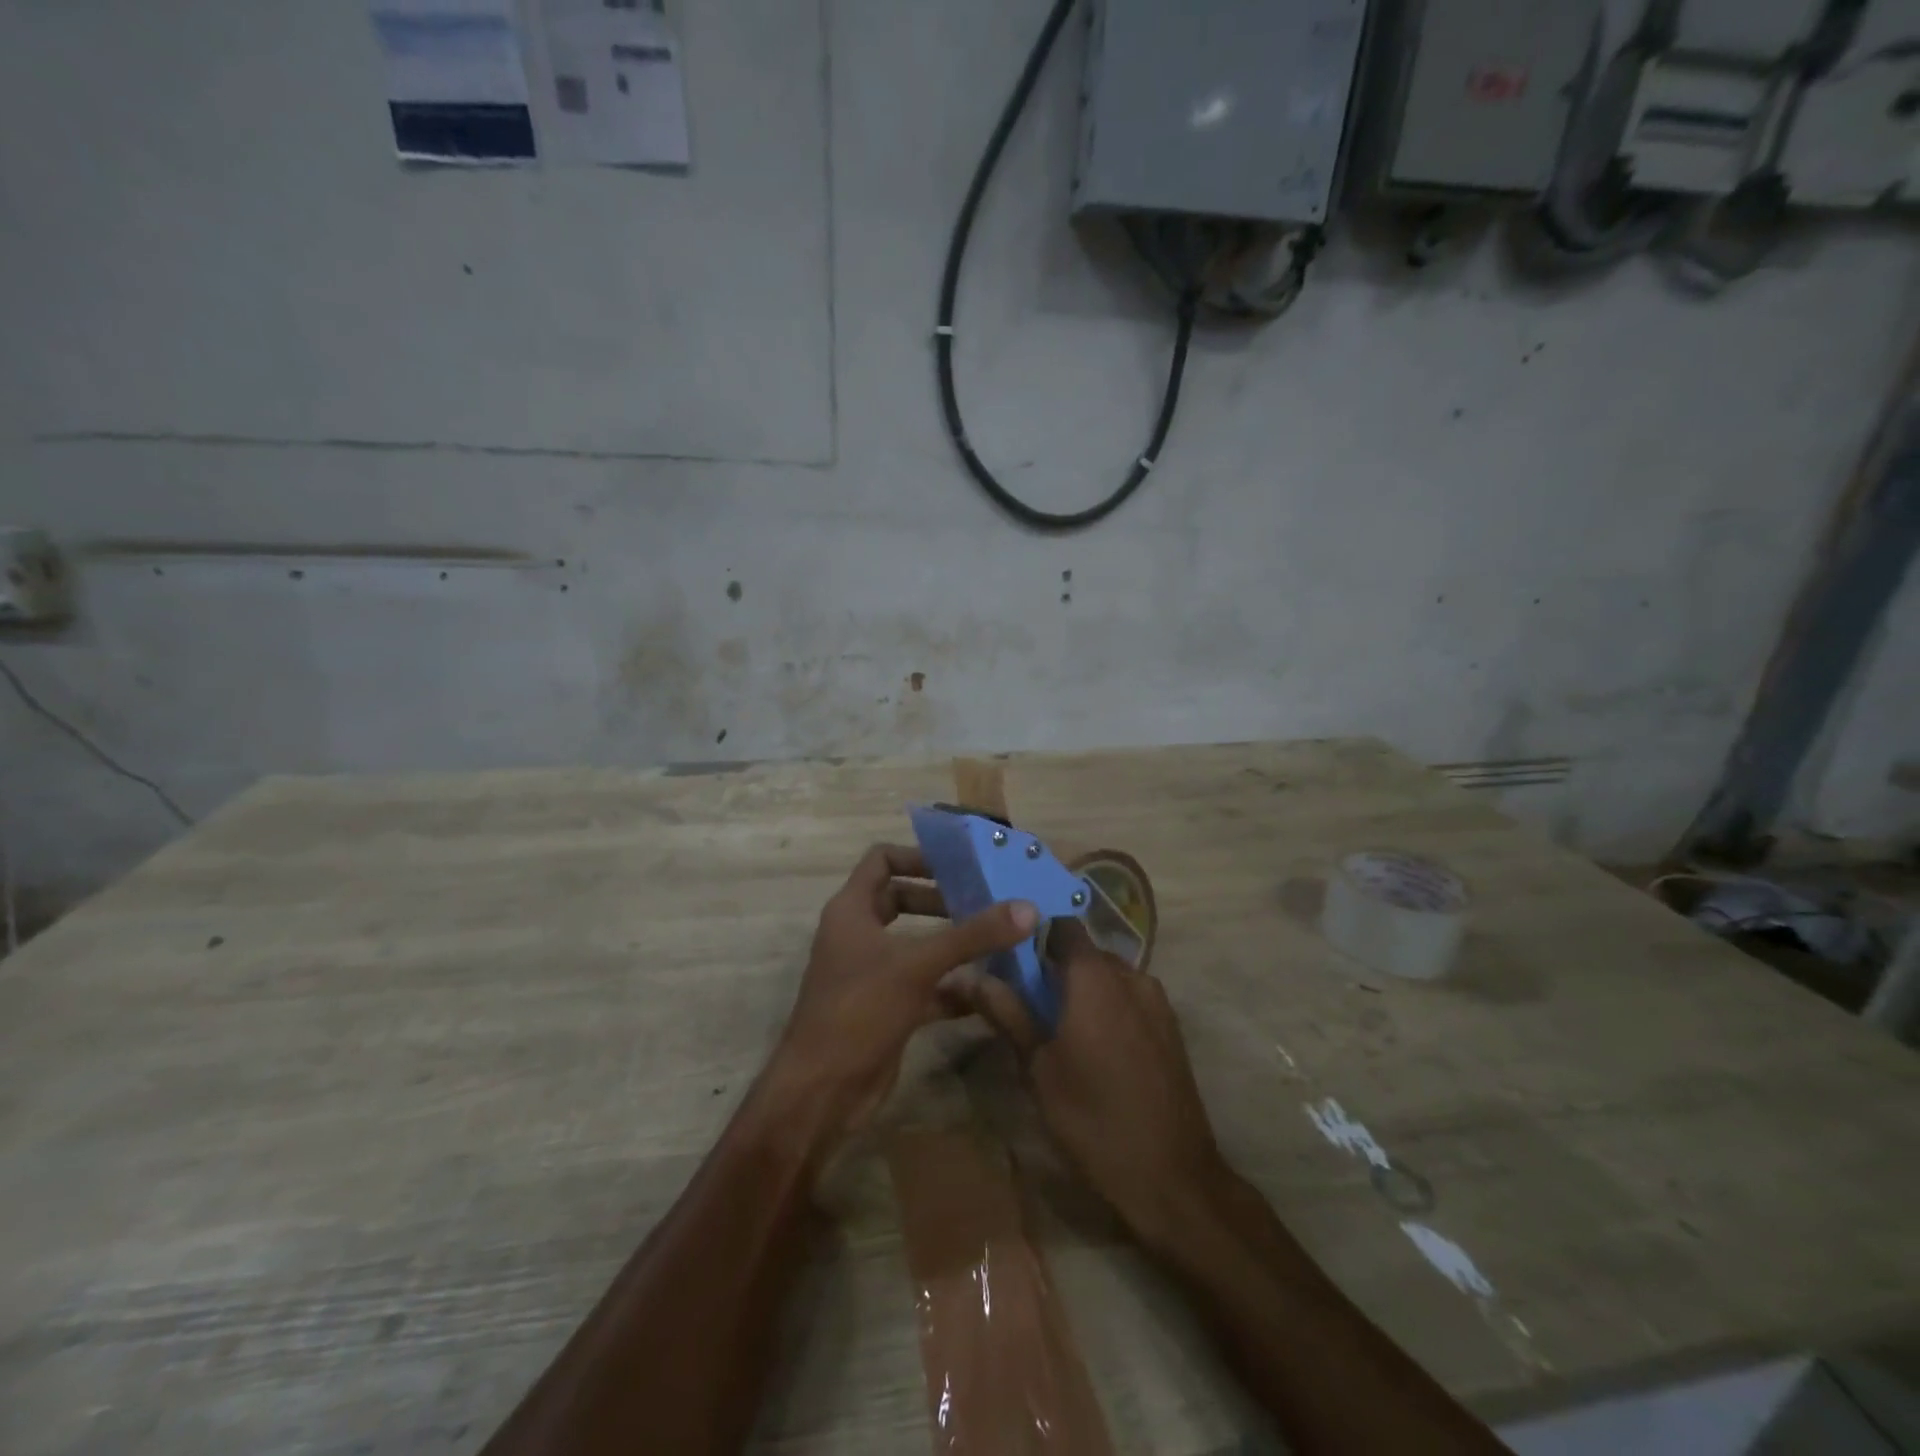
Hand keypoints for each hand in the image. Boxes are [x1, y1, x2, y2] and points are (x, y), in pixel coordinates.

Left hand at [768, 843, 1037, 1142]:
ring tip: (997, 940)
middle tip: (986, 901)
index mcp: (852, 910)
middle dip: (942, 900)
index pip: (882, 860)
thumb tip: (1027, 908)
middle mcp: (859, 935)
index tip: (959, 865)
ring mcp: (871, 973)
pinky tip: (989, 990)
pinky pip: (925, 985)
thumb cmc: (859, 1010)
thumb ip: (972, 936)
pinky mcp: (886, 1008)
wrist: (822, 1092)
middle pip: (902, 899)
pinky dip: (953, 985)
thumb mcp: (918, 965)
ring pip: (916, 944)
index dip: (918, 856)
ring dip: (952, 942)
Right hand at [956, 923, 1227, 1249]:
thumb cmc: (1093, 1118)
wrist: (1173, 1178)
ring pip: (1109, 976)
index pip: (1061, 926)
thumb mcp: (1038, 1068)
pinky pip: (1130, 998)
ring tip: (1056, 1024)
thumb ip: (1006, 1012)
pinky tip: (1092, 1045)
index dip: (1034, 934)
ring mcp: (1156, 1001)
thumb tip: (965, 975)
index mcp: (1095, 976)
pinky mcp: (1170, 1027)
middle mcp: (1130, 975)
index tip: (1008, 955)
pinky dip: (1107, 1006)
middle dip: (1055, 967)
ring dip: (1083, 988)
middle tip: (1024, 997)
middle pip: (1085, 951)